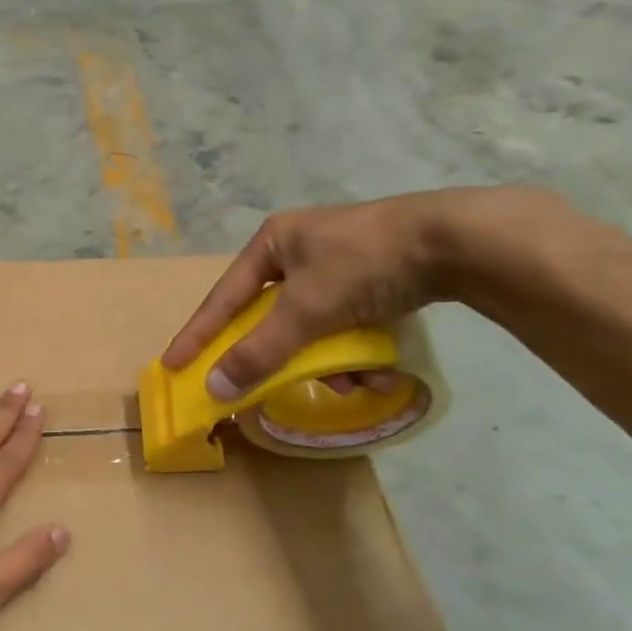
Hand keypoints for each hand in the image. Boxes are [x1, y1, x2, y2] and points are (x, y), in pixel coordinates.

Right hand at [163, 189, 543, 399]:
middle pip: (270, 317)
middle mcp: (299, 250)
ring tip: (351, 381)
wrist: (458, 241)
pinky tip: (376, 370)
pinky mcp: (372, 278)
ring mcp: (337, 264)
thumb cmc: (365, 264)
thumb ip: (259, 351)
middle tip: (269, 384)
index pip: (223, 298)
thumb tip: (214, 388)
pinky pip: (344, 324)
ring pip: (310, 327)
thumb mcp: (306, 310)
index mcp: (273, 242)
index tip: (173, 365)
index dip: (197, 334)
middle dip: (281, 356)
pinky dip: (354, 351)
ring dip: (326, 361)